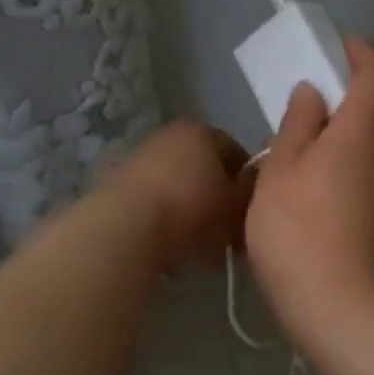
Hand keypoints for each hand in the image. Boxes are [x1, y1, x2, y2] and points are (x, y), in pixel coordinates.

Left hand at [107, 120, 252, 272]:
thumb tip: (256, 188)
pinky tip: (171, 243)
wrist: (126, 230)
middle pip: (204, 166)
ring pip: (178, 183)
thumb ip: (253, 193)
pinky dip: (164, 216)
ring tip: (200, 242)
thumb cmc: (193, 211)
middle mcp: (170, 135)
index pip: (237, 152)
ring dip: (189, 206)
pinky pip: (153, 199)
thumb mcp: (237, 205)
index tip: (251, 212)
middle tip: (228, 229)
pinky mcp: (117, 184)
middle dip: (217, 195)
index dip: (247, 183)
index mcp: (203, 131)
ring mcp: (140, 157)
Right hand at [246, 38, 373, 346]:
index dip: (359, 51)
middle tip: (328, 84)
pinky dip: (363, 148)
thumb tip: (312, 91)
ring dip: (364, 117)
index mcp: (364, 130)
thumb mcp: (281, 171)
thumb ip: (297, 124)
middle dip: (368, 82)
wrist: (342, 311)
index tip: (334, 45)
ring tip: (320, 126)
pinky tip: (328, 169)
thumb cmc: (299, 233)